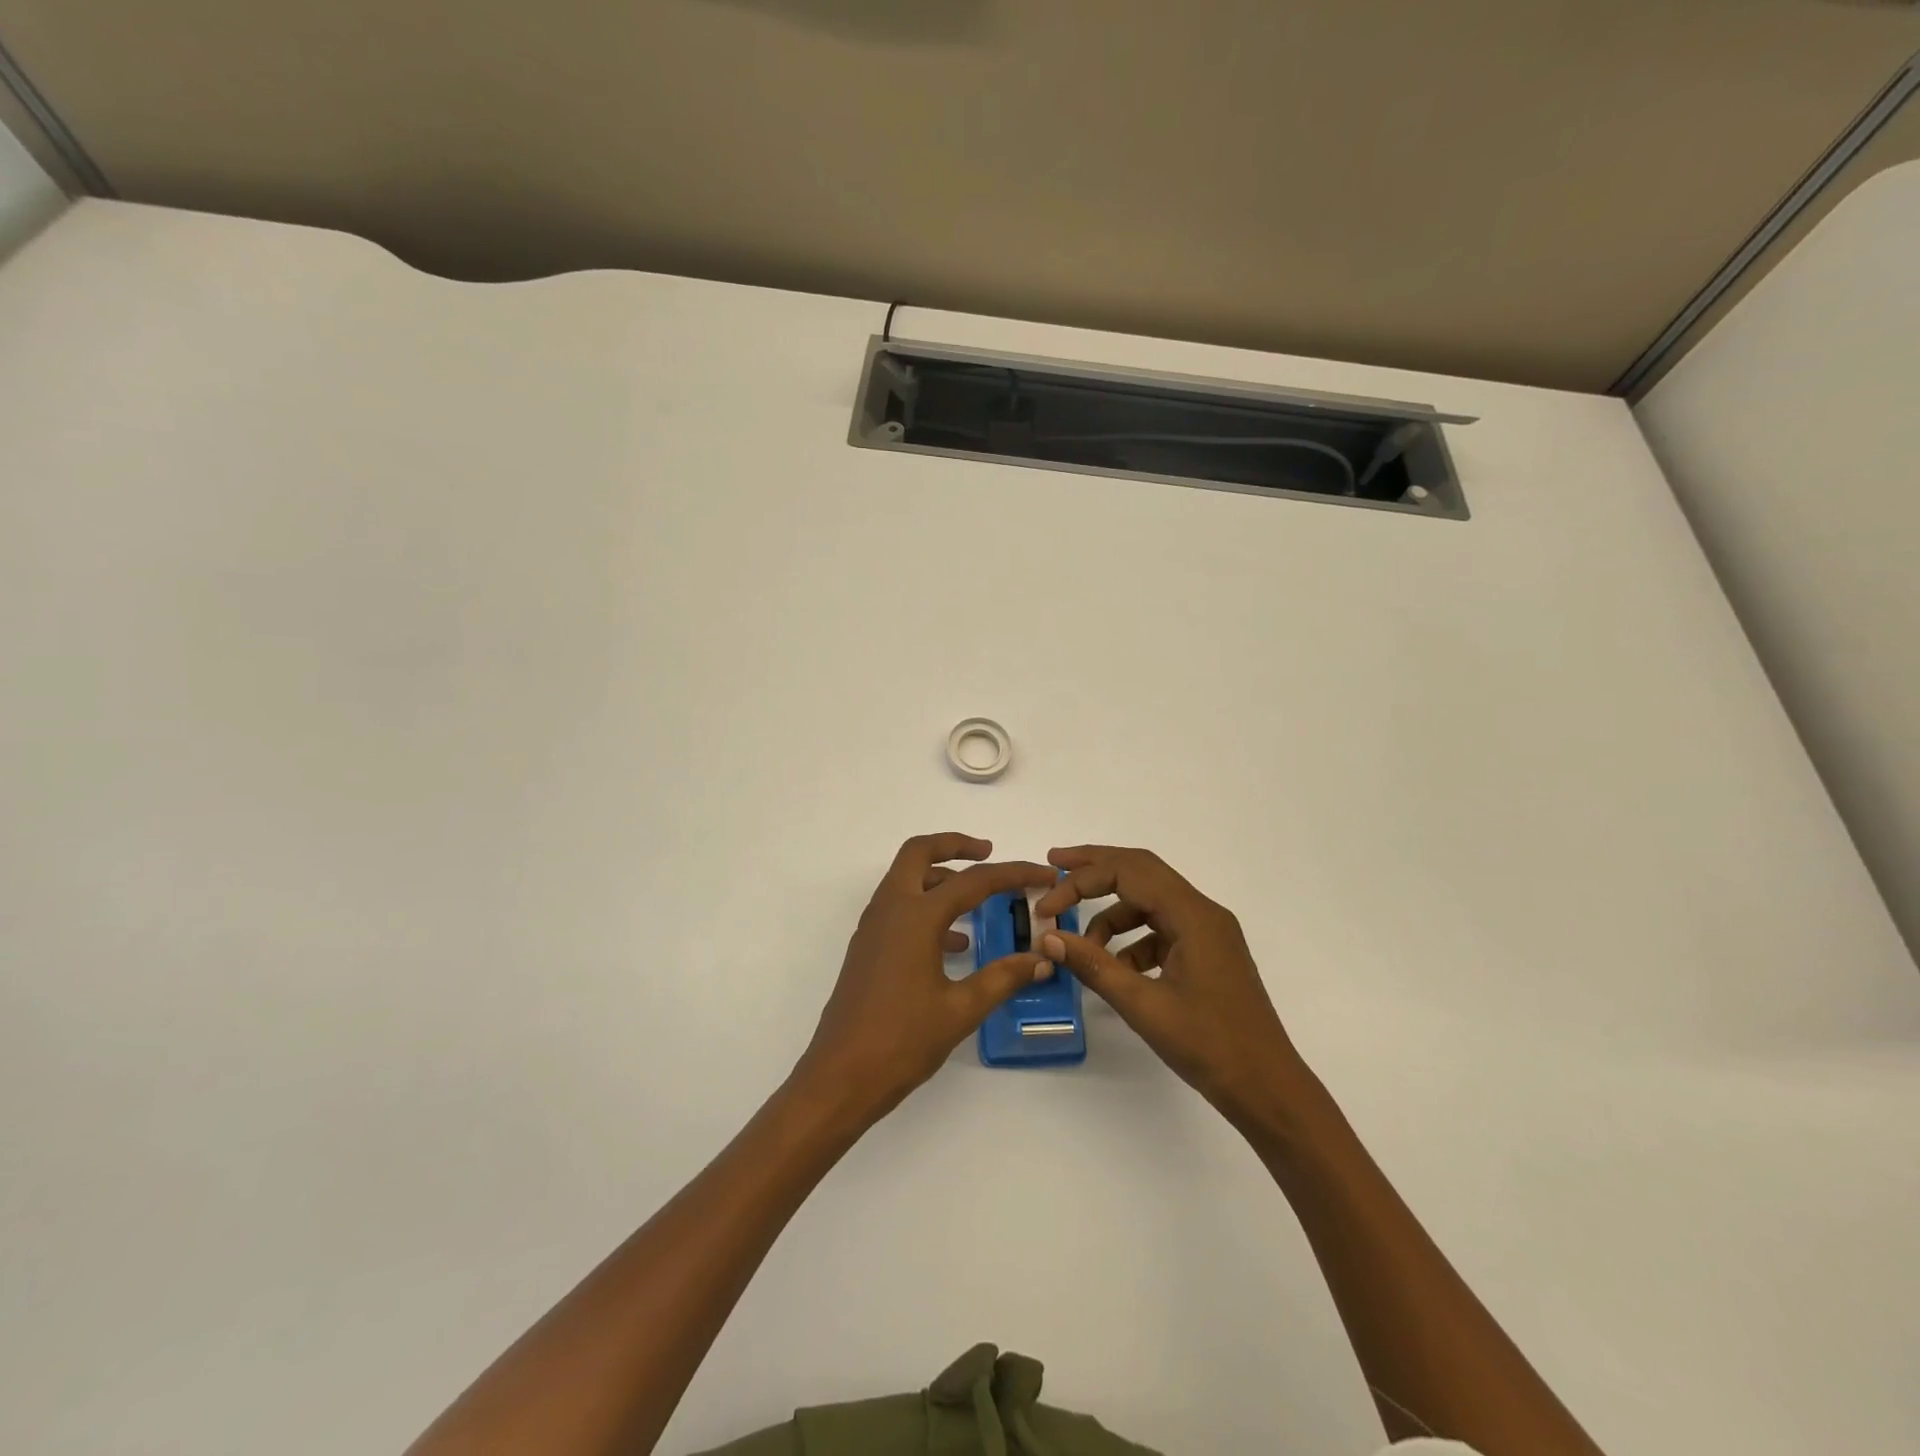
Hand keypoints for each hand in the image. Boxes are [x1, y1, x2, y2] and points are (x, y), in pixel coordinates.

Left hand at [795, 833, 1056, 1124]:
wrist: (839, 1078)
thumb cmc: (901, 1041)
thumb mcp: (961, 1010)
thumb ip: (1003, 978)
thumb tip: (1041, 959)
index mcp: (915, 916)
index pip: (973, 881)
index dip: (1013, 874)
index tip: (1043, 875)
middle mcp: (890, 909)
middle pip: (919, 853)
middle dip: (955, 845)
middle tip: (989, 853)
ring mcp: (874, 927)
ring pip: (907, 879)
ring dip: (941, 877)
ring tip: (980, 901)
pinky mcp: (868, 947)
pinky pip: (899, 908)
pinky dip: (927, 907)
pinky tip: (956, 944)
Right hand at [1035, 845, 1309, 1126]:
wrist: (1268, 1089)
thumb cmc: (1210, 1046)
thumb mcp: (1144, 1006)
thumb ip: (1094, 966)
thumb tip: (1049, 938)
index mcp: (1193, 915)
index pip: (1128, 872)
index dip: (1081, 881)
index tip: (1048, 906)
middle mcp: (1203, 912)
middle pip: (1141, 870)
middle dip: (1096, 868)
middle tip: (1055, 864)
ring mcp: (1208, 932)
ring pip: (1150, 901)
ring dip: (1112, 913)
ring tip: (1082, 945)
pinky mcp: (1207, 953)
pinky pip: (1161, 929)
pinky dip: (1132, 939)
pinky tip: (1116, 969)